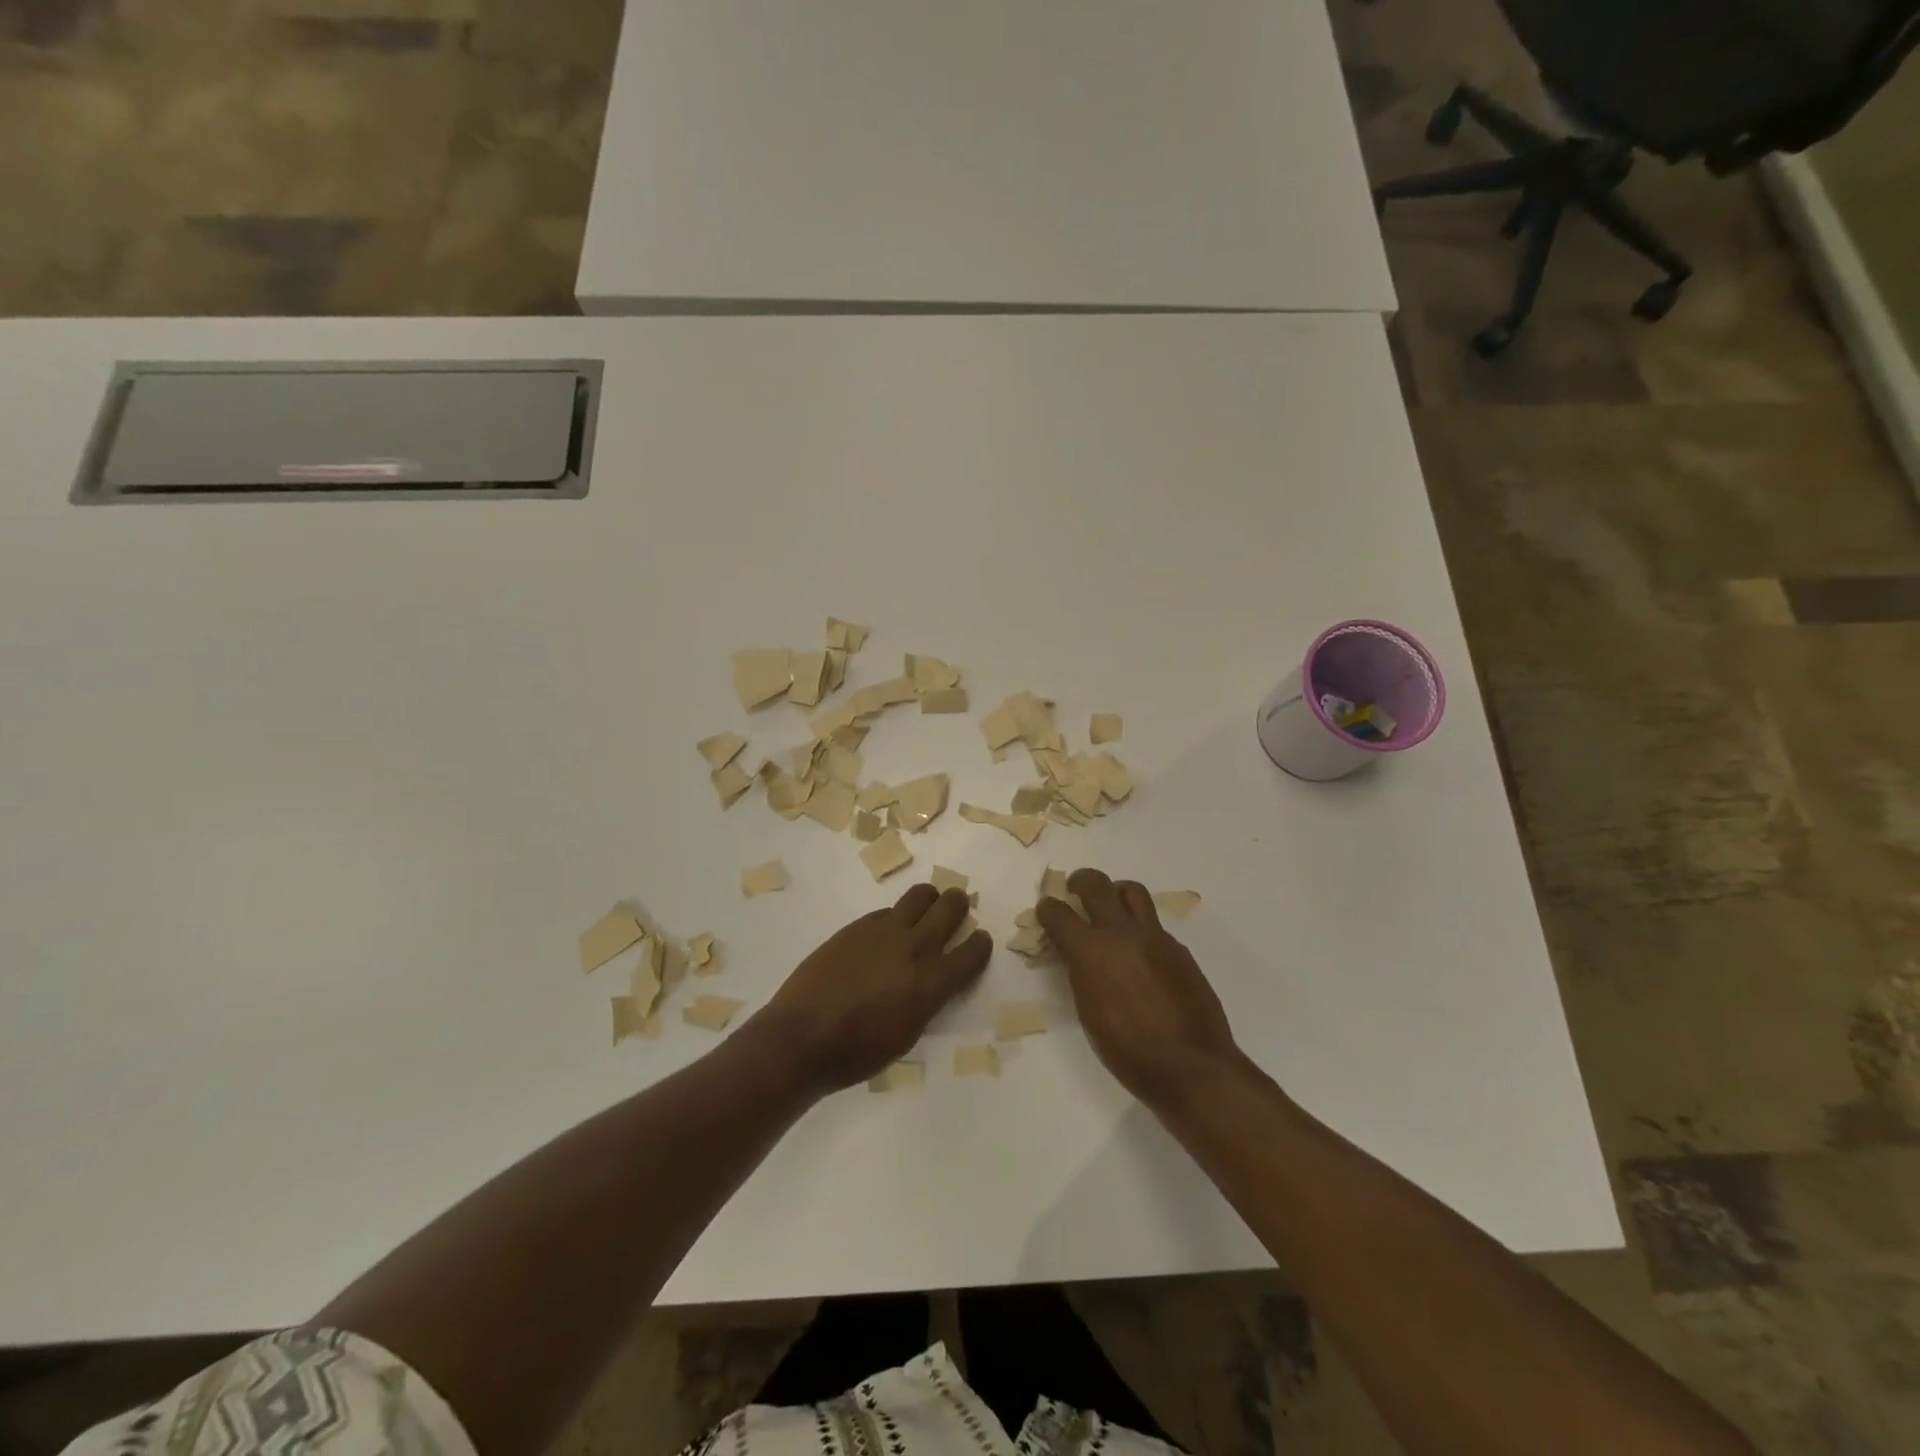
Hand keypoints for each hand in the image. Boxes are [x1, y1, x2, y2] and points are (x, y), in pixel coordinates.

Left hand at [758, 885, 990, 1092]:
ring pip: (921, 895)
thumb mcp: (907, 1035)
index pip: (972, 952)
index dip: (980, 944)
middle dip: (959, 905)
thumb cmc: (857, 1052)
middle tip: (956, 909)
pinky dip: (896, 916)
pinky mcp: (858, 925)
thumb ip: (927, 1001)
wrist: (802, 1036)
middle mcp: (915, 948)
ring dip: (930, 899)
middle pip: (950, 908)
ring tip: (926, 908)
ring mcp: (885, 931)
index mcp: (932, 983)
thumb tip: (932, 982)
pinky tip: (887, 932)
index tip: (980, 940)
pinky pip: (888, 910)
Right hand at [1038, 868, 1238, 1106]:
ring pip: (1132, 891)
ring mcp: (1154, 936)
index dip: (1048, 908)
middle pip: (1096, 885)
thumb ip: (1081, 974)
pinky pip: (1154, 924)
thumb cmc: (1127, 1050)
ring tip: (1111, 906)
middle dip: (1080, 881)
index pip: (1060, 913)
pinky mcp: (1178, 948)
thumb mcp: (1088, 1012)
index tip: (1046, 909)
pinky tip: (1140, 951)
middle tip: (1075, 888)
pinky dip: (1140, 926)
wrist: (1190, 1064)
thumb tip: (1077, 956)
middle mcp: (1121, 933)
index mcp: (1091, 951)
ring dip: (1115, 892)